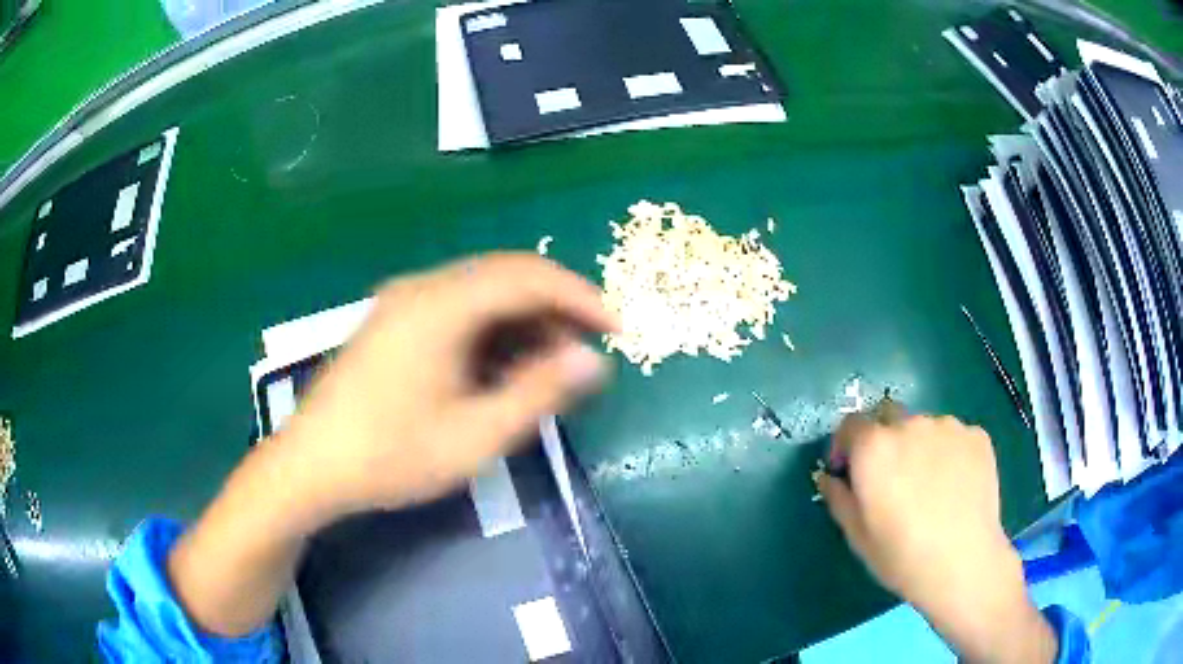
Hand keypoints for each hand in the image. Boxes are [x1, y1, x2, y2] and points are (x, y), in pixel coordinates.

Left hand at [278, 253, 618, 527]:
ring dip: (523, 320)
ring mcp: (402, 301)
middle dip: (554, 307)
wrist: (310, 465)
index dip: (579, 297)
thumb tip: (594, 360)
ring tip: (547, 367)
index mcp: (440, 306)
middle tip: (584, 351)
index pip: (528, 276)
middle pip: (505, 275)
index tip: (615, 330)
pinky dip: (490, 328)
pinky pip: (456, 307)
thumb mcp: (474, 436)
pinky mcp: (392, 320)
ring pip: (481, 291)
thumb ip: (538, 393)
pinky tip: (500, 367)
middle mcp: (421, 288)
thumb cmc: (391, 456)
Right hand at [819, 411, 1056, 663]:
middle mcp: (910, 424)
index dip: (845, 446)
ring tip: (929, 485)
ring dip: (918, 446)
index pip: (850, 425)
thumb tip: (829, 477)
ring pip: (924, 427)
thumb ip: (838, 497)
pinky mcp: (976, 435)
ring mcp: (948, 426)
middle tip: (892, 479)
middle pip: (888, 417)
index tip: (848, 472)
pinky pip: (953, 437)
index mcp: (874, 447)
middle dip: (883, 440)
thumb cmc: (901, 555)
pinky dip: (948, 453)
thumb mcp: (857, 535)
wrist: (963, 562)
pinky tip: (954, 486)